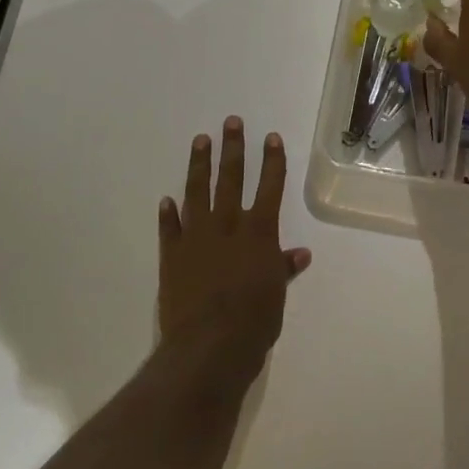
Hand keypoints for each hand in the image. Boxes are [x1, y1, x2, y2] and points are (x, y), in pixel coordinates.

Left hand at [159, 117, 310, 379]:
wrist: (208, 346)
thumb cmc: (254, 322)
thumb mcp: (276, 295)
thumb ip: (283, 269)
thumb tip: (300, 253)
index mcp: (259, 233)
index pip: (269, 187)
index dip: (272, 161)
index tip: (271, 137)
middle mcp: (228, 226)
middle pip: (232, 179)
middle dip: (234, 149)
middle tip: (231, 122)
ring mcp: (197, 238)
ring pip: (198, 192)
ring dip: (200, 165)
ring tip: (201, 140)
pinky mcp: (172, 255)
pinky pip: (170, 228)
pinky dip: (169, 214)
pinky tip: (167, 199)